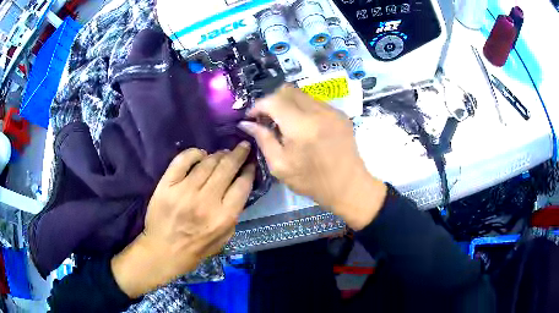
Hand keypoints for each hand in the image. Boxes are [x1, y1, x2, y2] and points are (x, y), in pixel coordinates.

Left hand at [111, 143, 254, 297]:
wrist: (163, 251)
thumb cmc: (196, 249)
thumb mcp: (224, 238)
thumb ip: (233, 214)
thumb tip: (238, 188)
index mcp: (223, 217)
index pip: (242, 185)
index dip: (249, 170)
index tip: (251, 164)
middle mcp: (206, 201)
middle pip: (227, 168)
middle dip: (239, 154)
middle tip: (243, 146)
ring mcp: (184, 191)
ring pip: (207, 162)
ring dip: (219, 154)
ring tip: (223, 153)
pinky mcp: (167, 185)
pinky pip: (183, 160)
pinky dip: (194, 153)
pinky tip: (200, 154)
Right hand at [239, 85, 386, 229]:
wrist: (348, 186)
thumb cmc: (312, 181)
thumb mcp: (280, 165)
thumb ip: (263, 139)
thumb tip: (246, 123)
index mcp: (301, 126)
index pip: (273, 100)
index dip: (258, 105)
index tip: (251, 117)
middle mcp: (318, 112)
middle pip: (287, 90)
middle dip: (272, 101)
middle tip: (266, 119)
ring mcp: (332, 111)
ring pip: (301, 94)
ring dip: (287, 103)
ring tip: (284, 123)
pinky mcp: (340, 114)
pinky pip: (315, 102)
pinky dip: (303, 108)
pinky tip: (302, 126)